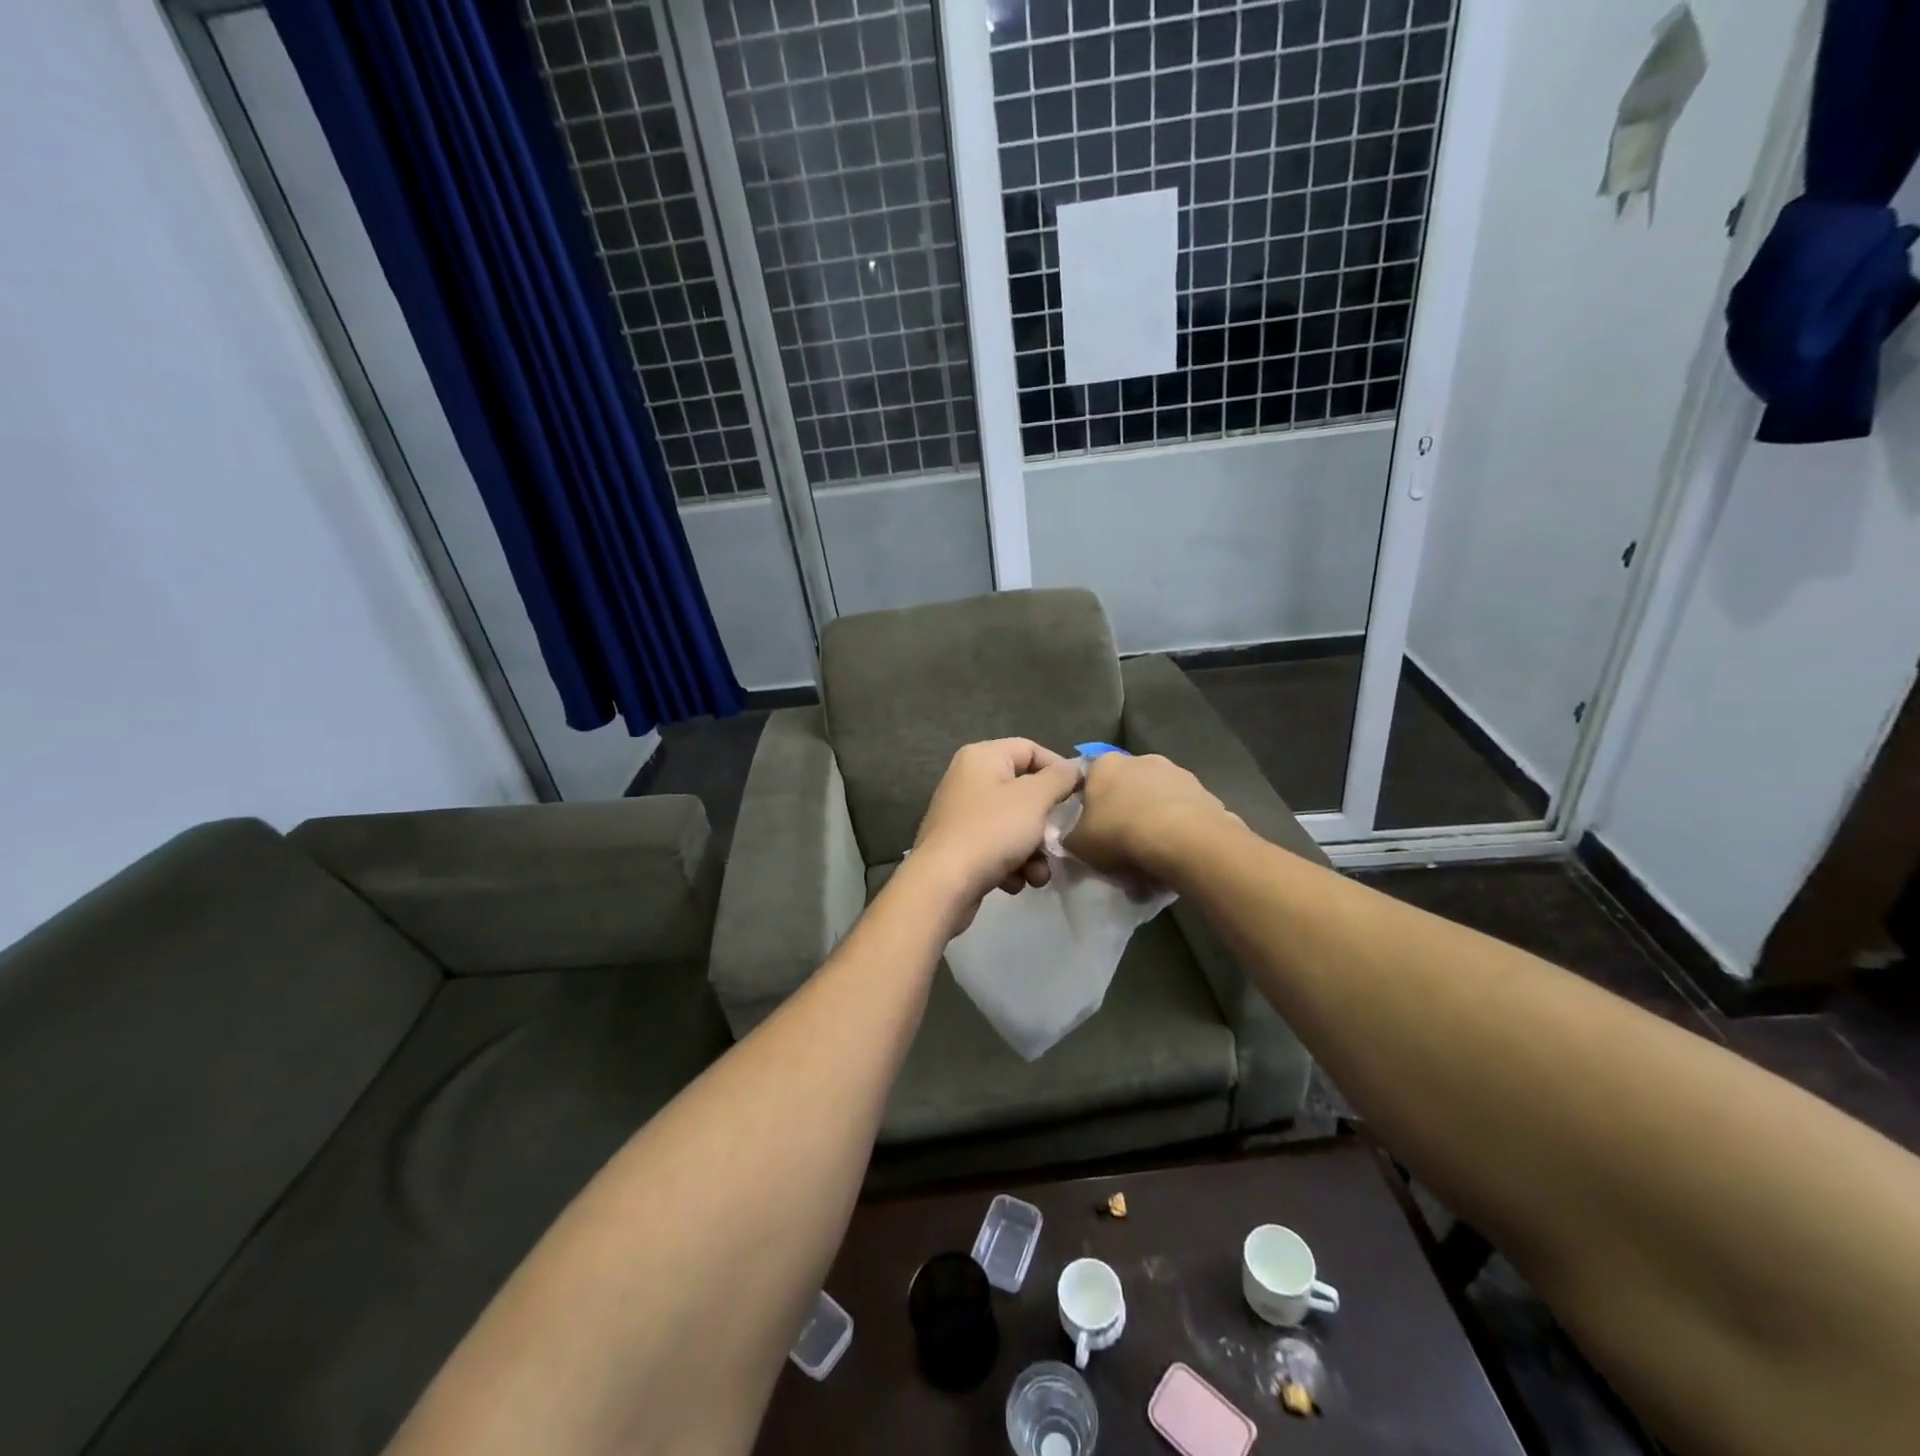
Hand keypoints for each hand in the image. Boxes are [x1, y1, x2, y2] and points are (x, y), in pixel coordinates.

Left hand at [906, 739, 1083, 933]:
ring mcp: (961, 814)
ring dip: (1033, 851)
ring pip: (1013, 825)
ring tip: (1038, 874)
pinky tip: (1015, 882)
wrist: (942, 884)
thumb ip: (1060, 778)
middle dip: (1046, 822)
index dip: (1059, 769)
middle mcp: (968, 780)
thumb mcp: (1034, 799)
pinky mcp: (958, 847)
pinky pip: (996, 848)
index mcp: (982, 757)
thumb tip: (1074, 768)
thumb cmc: (992, 831)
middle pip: (1023, 792)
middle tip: (1061, 839)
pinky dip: (1011, 864)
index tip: (1080, 794)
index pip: (1030, 749)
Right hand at [1066, 753, 1233, 881]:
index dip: (1090, 808)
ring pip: (1157, 800)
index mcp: (1105, 764)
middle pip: (1126, 788)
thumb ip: (1070, 836)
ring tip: (1153, 858)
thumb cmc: (1120, 834)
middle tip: (1122, 847)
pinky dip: (1178, 830)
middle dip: (1124, 813)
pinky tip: (1176, 855)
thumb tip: (1073, 836)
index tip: (1093, 832)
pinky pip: (1183, 814)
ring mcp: (1177, 773)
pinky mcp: (1205, 792)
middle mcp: (1141, 759)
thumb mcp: (1078, 844)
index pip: (1090, 781)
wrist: (1183, 841)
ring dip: (1153, 821)